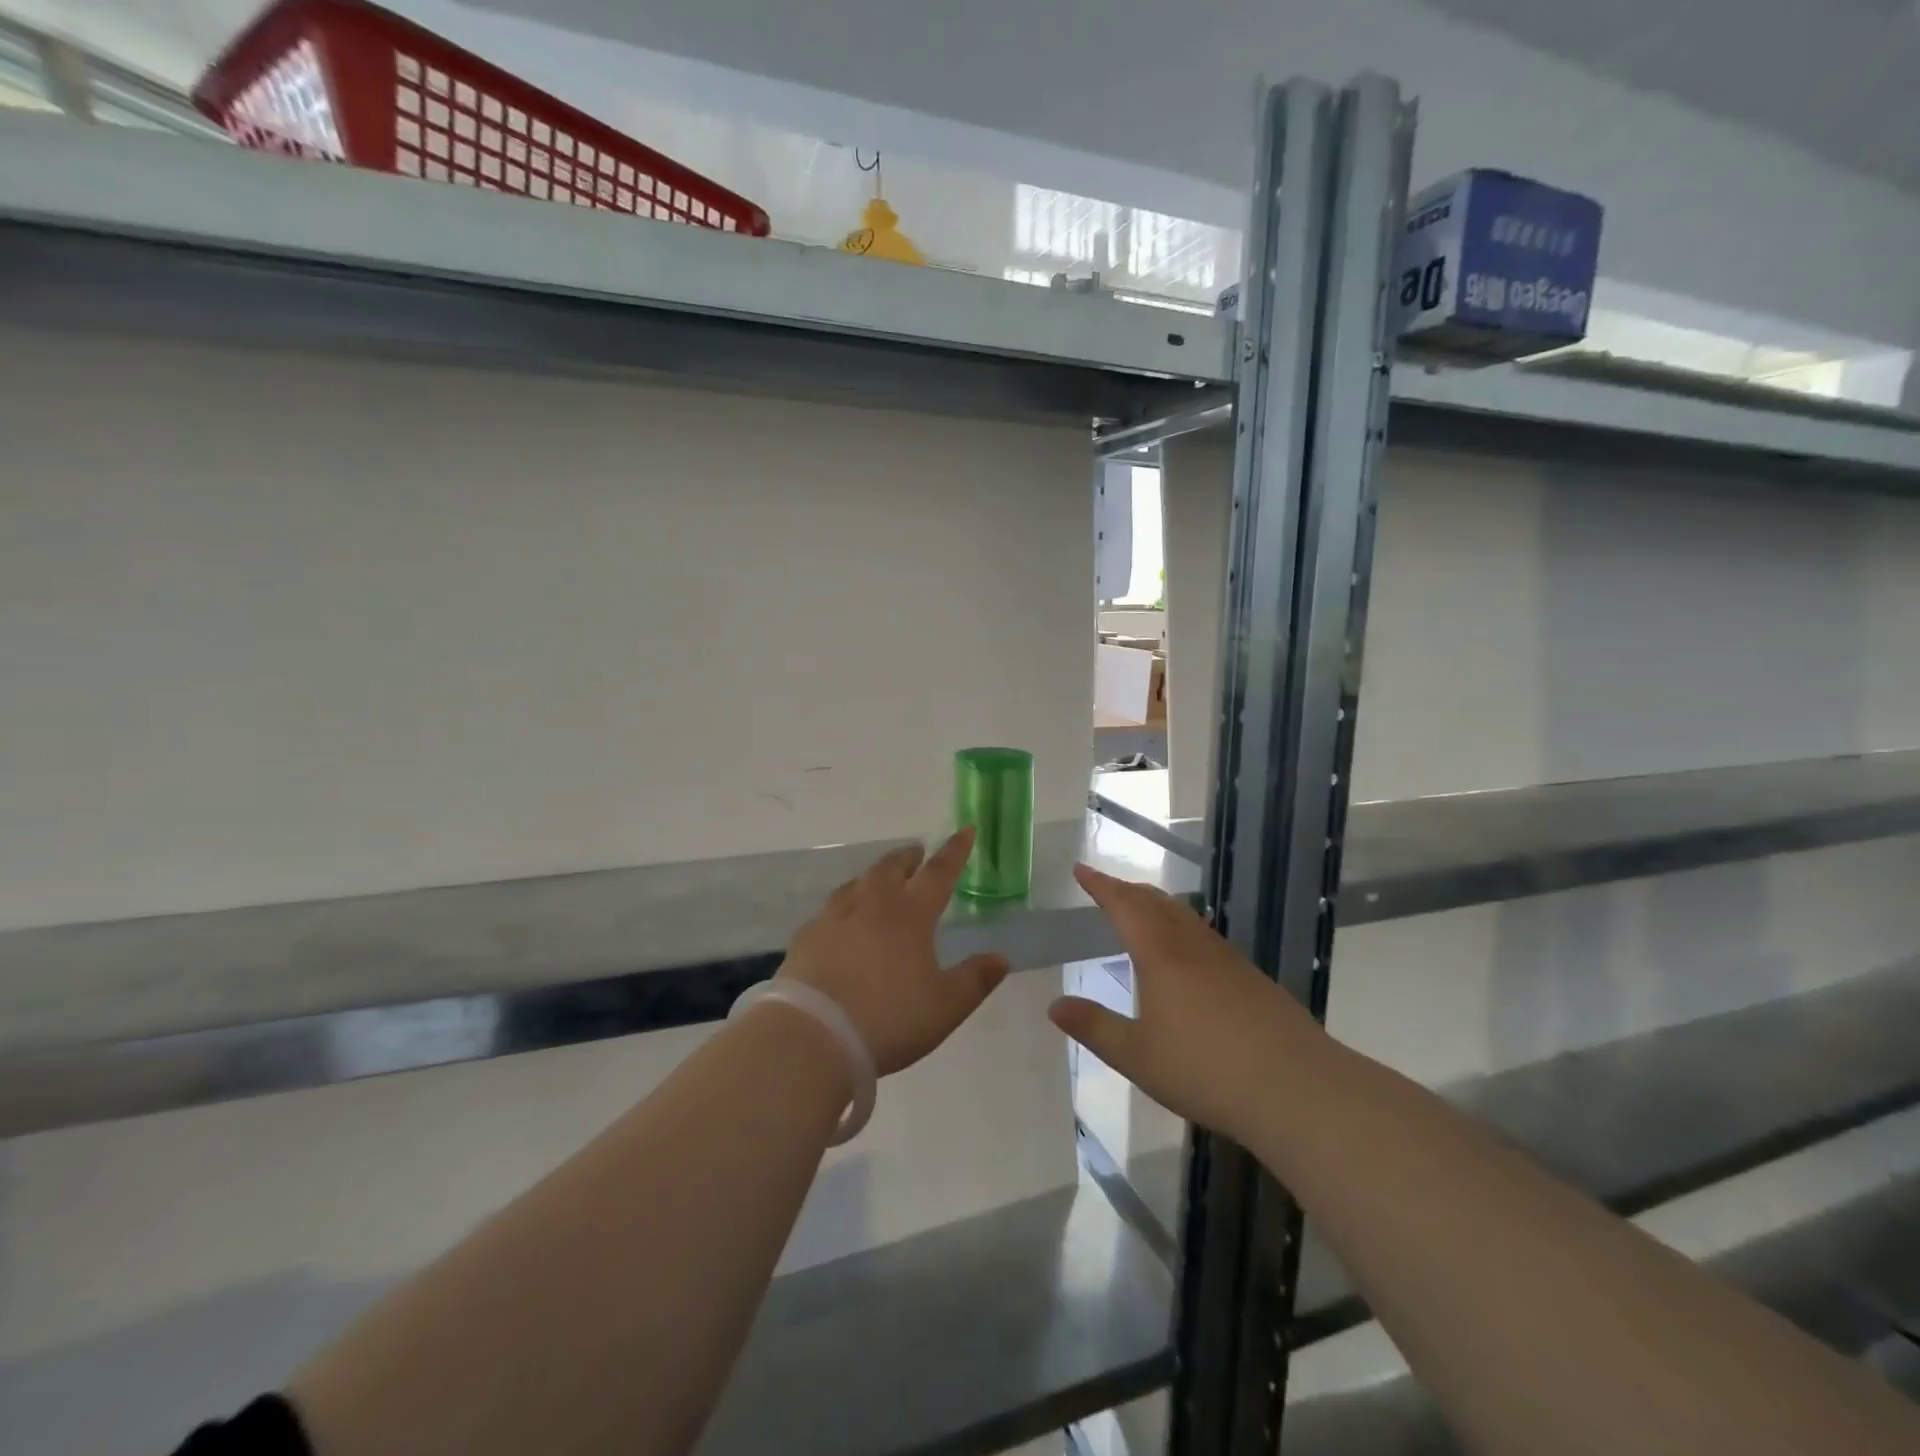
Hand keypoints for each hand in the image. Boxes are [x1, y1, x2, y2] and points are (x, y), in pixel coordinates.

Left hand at [777, 828, 1010, 1076]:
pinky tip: (840, 922)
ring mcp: (834, 918)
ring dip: (874, 876)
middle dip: (908, 857)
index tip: (965, 829)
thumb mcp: (945, 1006)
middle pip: (891, 868)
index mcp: (910, 914)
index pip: (939, 872)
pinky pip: (829, 910)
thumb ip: (974, 979)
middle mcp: (872, 905)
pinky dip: (843, 906)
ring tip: (880, 881)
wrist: (814, 1035)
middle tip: (917, 854)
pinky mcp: (806, 937)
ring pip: (857, 883)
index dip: (955, 850)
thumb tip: (1001, 957)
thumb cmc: (890, 1018)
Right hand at [1049, 864, 1315, 1142]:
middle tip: (1106, 887)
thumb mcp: (1136, 1055)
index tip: (1081, 869)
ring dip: (1157, 905)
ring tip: (1142, 910)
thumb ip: (1094, 1027)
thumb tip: (1054, 1005)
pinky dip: (1182, 928)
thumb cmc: (1205, 1069)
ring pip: (1185, 917)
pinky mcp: (1252, 979)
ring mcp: (1227, 960)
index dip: (1101, 885)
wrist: (1296, 1087)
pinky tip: (1187, 954)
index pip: (1124, 906)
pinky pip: (1205, 937)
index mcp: (1160, 955)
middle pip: (1156, 903)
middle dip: (1127, 890)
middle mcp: (1193, 946)